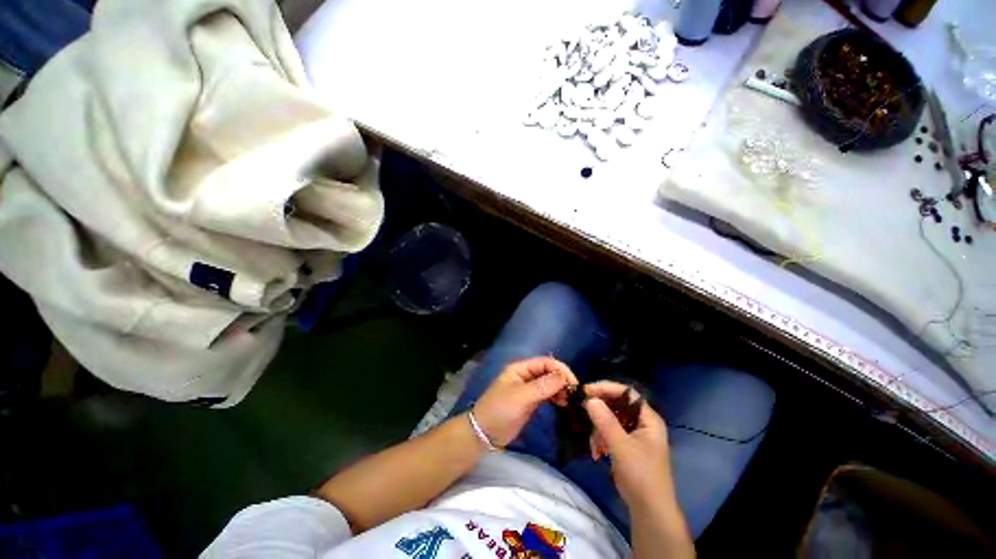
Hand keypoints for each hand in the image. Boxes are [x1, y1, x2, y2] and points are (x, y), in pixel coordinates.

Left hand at [471, 357, 577, 447]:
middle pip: (548, 372)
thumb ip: (543, 386)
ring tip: (570, 401)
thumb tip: (564, 377)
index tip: (573, 383)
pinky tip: (563, 404)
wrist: (485, 433)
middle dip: (562, 380)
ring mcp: (528, 389)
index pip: (545, 362)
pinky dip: (556, 397)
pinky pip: (547, 395)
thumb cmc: (500, 410)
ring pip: (549, 384)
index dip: (560, 370)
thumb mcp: (521, 396)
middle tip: (574, 395)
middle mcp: (526, 375)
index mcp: (521, 368)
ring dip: (560, 389)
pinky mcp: (530, 401)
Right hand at [584, 382, 674, 512]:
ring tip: (594, 444)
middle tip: (582, 410)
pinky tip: (597, 452)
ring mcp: (635, 435)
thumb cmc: (640, 475)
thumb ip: (605, 420)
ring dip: (599, 429)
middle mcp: (643, 423)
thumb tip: (589, 399)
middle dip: (600, 410)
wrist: (649, 511)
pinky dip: (602, 439)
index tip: (586, 391)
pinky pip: (611, 433)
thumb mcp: (621, 446)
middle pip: (617, 405)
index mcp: (648, 418)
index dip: (606, 388)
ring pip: (611, 419)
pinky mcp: (628, 446)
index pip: (626, 393)